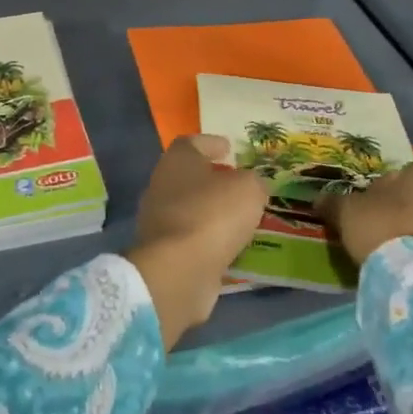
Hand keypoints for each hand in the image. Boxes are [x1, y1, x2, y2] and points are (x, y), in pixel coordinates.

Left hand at [127, 135, 269, 348]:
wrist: (179, 271)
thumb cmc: (213, 215)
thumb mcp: (249, 189)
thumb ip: (254, 182)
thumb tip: (252, 185)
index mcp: (177, 160)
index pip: (192, 143)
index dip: (212, 144)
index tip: (229, 148)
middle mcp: (162, 185)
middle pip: (189, 176)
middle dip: (213, 179)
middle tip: (239, 183)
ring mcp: (159, 221)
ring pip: (190, 208)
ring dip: (212, 211)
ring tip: (241, 216)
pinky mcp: (164, 252)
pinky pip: (192, 238)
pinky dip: (209, 238)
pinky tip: (231, 243)